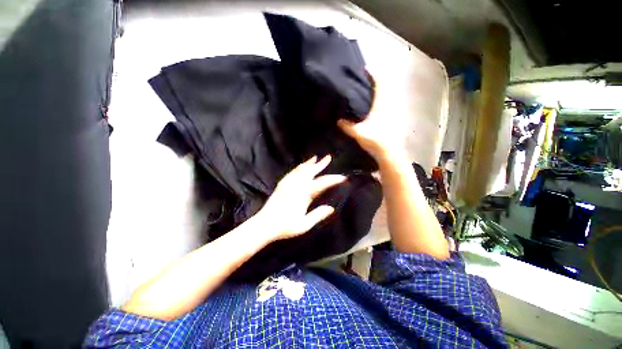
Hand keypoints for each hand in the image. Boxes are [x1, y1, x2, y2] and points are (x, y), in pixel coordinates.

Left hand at [256, 155, 345, 240]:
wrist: (264, 225)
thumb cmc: (285, 226)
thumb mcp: (304, 224)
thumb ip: (318, 215)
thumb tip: (331, 208)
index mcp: (304, 194)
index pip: (322, 183)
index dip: (333, 179)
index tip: (343, 177)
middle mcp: (296, 185)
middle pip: (311, 171)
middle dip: (320, 164)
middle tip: (328, 157)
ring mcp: (288, 184)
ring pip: (301, 169)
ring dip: (309, 163)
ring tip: (315, 158)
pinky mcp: (282, 185)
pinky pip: (292, 172)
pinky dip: (298, 167)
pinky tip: (300, 167)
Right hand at [337, 77, 400, 160]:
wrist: (389, 152)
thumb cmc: (375, 140)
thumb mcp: (358, 133)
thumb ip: (347, 126)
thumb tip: (338, 120)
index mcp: (381, 105)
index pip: (379, 85)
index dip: (373, 75)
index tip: (366, 69)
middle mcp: (389, 105)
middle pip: (386, 88)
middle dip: (377, 81)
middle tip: (366, 79)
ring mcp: (393, 112)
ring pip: (388, 96)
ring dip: (380, 91)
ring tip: (369, 90)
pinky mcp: (393, 119)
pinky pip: (388, 104)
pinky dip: (381, 100)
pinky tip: (374, 105)